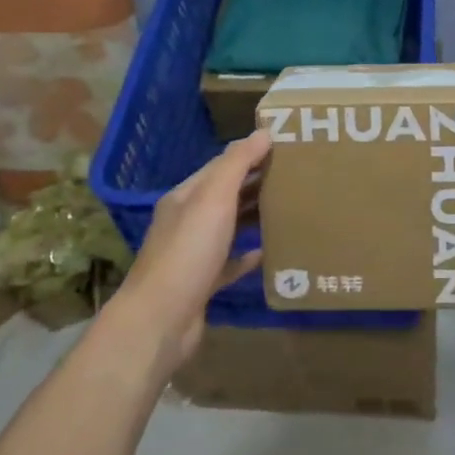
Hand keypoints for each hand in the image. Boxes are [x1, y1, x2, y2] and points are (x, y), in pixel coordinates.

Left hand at [114, 129, 270, 374]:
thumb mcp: (213, 199)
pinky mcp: (202, 285)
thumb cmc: (188, 252)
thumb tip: (263, 132)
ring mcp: (193, 255)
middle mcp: (186, 221)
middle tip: (294, 175)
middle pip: (225, 195)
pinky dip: (247, 255)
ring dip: (253, 216)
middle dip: (255, 183)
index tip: (283, 147)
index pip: (220, 166)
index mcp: (185, 197)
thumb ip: (237, 164)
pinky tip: (267, 252)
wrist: (160, 321)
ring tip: (287, 207)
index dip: (249, 154)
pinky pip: (229, 263)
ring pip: (228, 227)